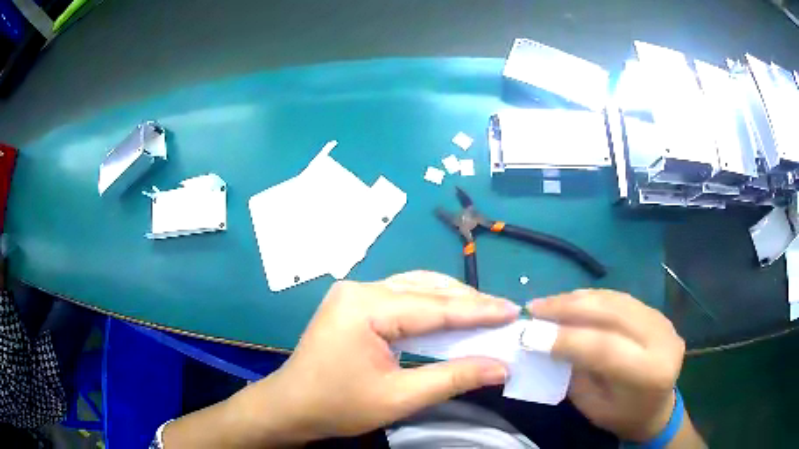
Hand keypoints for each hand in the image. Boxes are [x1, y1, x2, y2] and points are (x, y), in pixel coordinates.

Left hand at [230, 271, 519, 444]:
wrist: (290, 406)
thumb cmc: (337, 406)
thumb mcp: (399, 398)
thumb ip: (453, 378)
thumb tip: (501, 368)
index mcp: (365, 306)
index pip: (435, 306)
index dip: (479, 310)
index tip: (514, 311)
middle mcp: (360, 288)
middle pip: (426, 290)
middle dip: (468, 303)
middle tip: (505, 314)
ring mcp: (354, 293)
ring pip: (415, 288)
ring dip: (451, 301)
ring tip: (485, 313)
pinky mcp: (354, 303)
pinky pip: (401, 297)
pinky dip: (430, 307)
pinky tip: (450, 316)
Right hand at [528, 289, 685, 441]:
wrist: (657, 408)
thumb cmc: (622, 415)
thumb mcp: (593, 406)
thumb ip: (576, 372)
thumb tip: (547, 340)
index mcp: (649, 373)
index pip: (606, 348)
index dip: (567, 339)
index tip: (530, 335)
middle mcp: (661, 339)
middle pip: (612, 313)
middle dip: (569, 308)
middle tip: (535, 308)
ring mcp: (662, 321)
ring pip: (616, 300)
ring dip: (578, 299)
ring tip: (548, 303)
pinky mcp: (656, 313)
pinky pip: (621, 299)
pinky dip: (593, 299)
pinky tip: (573, 301)